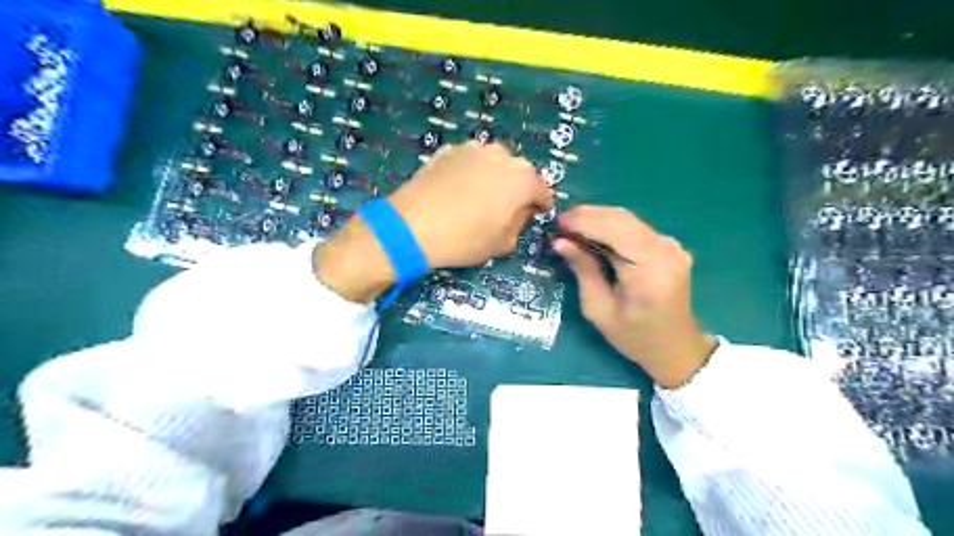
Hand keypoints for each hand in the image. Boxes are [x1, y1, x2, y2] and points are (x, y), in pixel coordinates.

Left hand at [387, 141, 551, 269]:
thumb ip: (520, 223)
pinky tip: (457, 190)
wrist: (412, 225)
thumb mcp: (503, 243)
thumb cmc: (465, 239)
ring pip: (493, 163)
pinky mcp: (449, 149)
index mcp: (523, 179)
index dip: (540, 205)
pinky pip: (469, 161)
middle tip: (505, 208)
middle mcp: (503, 155)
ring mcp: (474, 148)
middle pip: (518, 173)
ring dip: (493, 177)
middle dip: (516, 189)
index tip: (534, 214)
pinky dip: (470, 173)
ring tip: (479, 197)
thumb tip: (520, 211)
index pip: (542, 190)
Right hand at [552, 205, 715, 389]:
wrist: (675, 347)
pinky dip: (610, 226)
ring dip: (597, 218)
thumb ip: (583, 271)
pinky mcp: (669, 245)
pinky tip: (592, 234)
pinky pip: (634, 227)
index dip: (584, 221)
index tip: (556, 222)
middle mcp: (665, 250)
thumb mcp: (599, 310)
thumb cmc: (634, 337)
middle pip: (621, 218)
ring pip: (627, 218)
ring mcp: (671, 245)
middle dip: (587, 215)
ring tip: (570, 227)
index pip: (615, 230)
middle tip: (559, 223)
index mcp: (649, 271)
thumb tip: (561, 242)